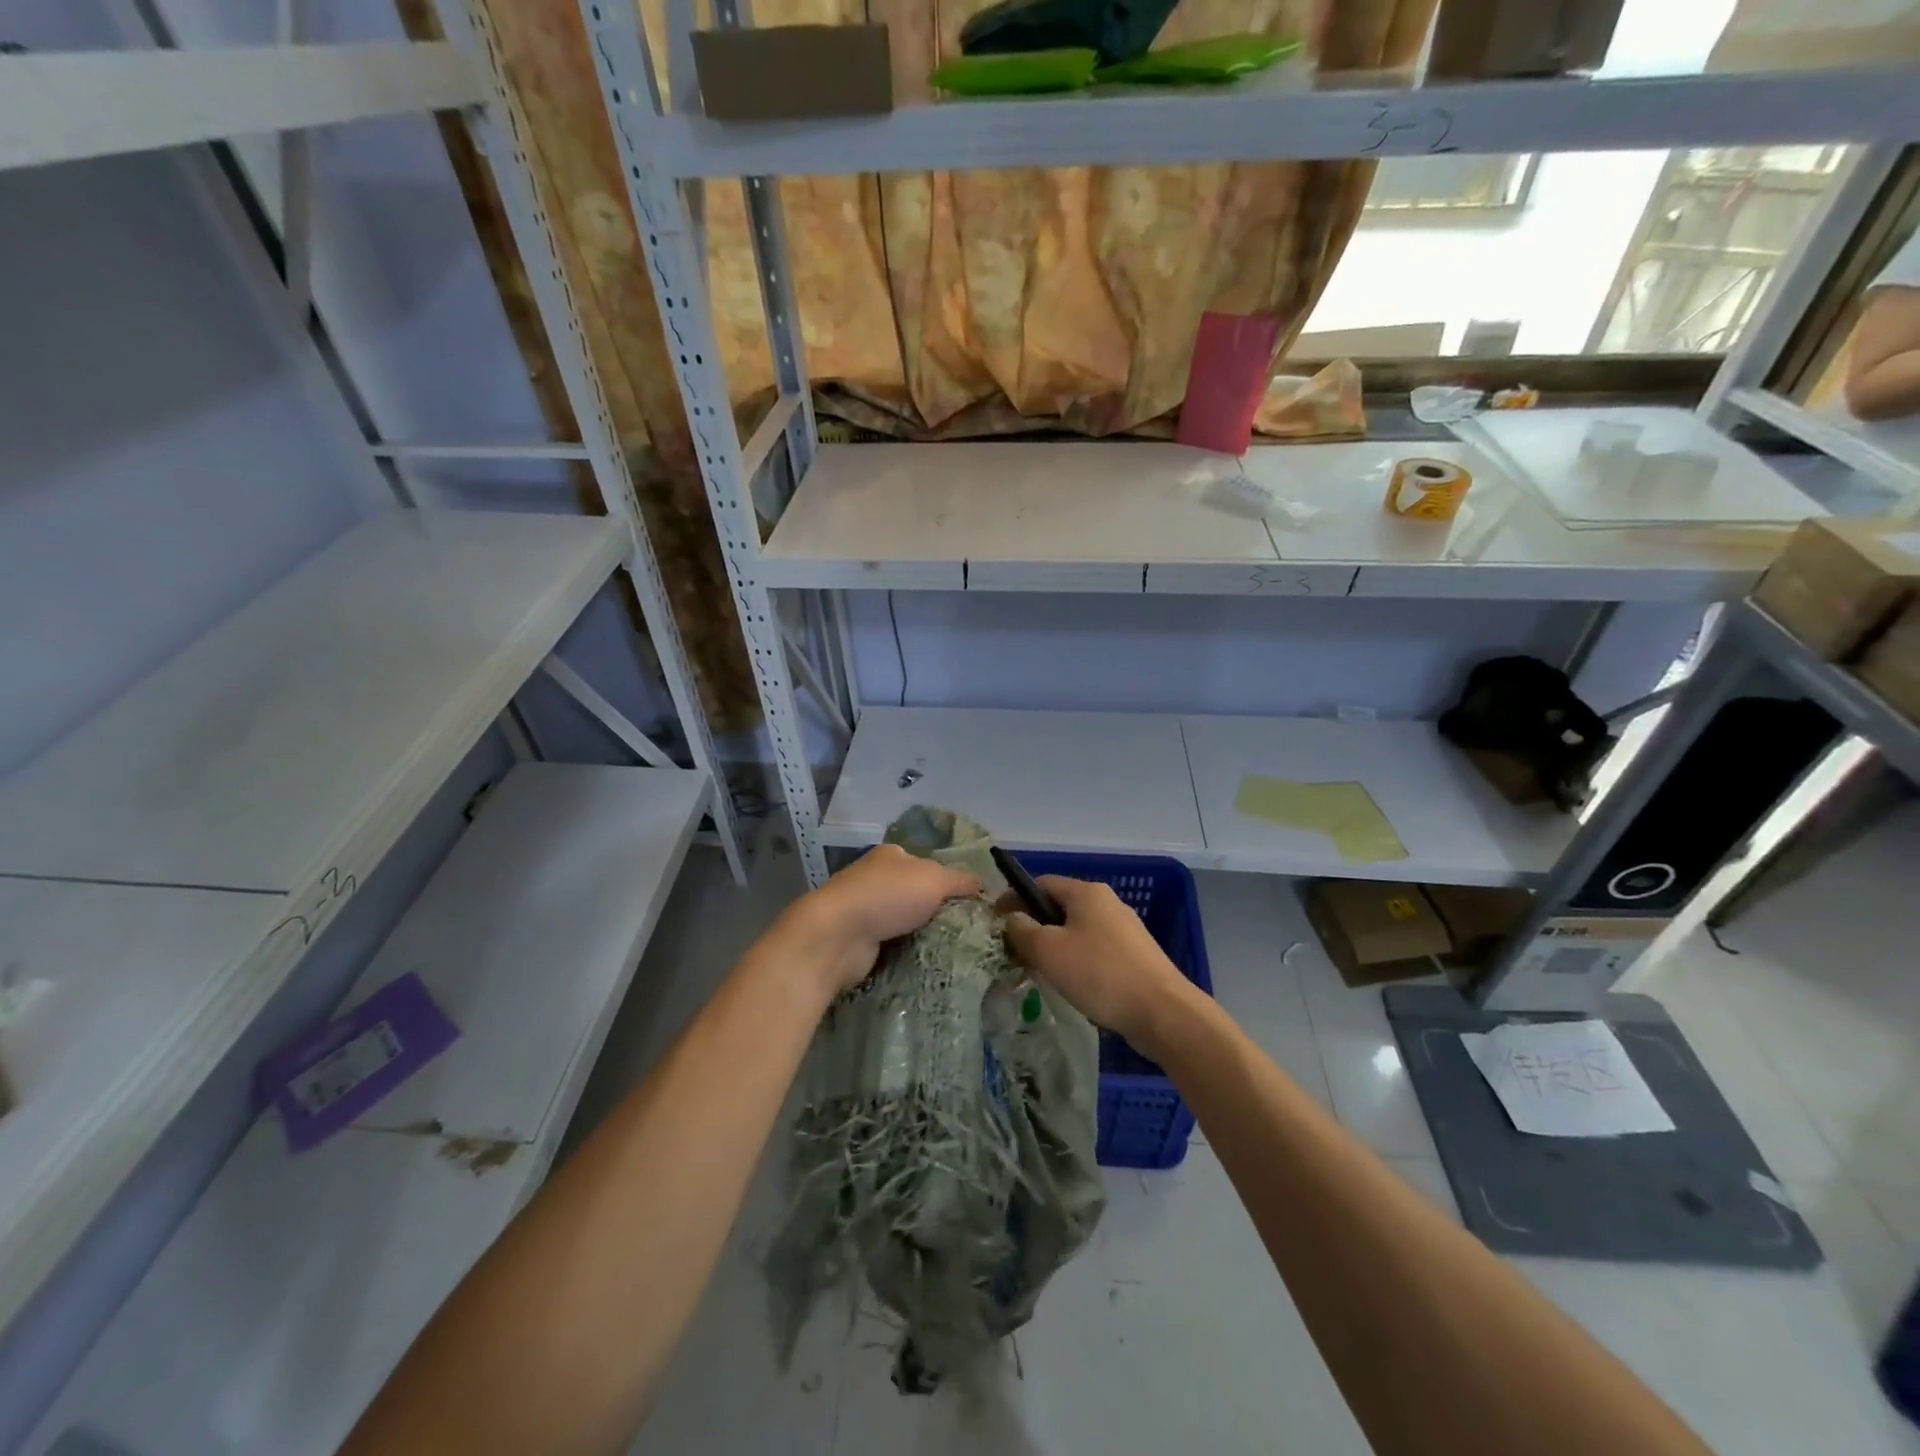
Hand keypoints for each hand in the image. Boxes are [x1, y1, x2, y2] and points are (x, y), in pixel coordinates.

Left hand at [778, 844, 980, 997]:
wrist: (837, 936)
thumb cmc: (887, 897)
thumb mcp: (934, 879)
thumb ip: (961, 881)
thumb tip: (983, 883)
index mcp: (891, 855)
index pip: (928, 864)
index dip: (950, 881)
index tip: (972, 903)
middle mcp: (876, 878)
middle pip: (917, 893)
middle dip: (938, 910)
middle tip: (967, 930)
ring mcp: (865, 910)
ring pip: (906, 920)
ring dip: (923, 933)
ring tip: (954, 949)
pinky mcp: (860, 940)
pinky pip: (893, 944)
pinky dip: (907, 950)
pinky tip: (928, 961)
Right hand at [998, 876, 1194, 1053]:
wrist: (1163, 1012)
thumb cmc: (1100, 974)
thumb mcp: (1049, 951)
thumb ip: (1022, 930)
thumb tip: (1012, 918)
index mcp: (1086, 892)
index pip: (1041, 883)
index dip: (1015, 899)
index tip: (997, 924)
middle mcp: (1107, 902)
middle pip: (1059, 907)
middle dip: (1034, 928)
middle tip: (1016, 955)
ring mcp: (1124, 929)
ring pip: (1077, 931)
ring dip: (1054, 948)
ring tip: (1040, 974)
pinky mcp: (1135, 955)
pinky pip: (1095, 950)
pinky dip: (1077, 962)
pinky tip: (1073, 987)